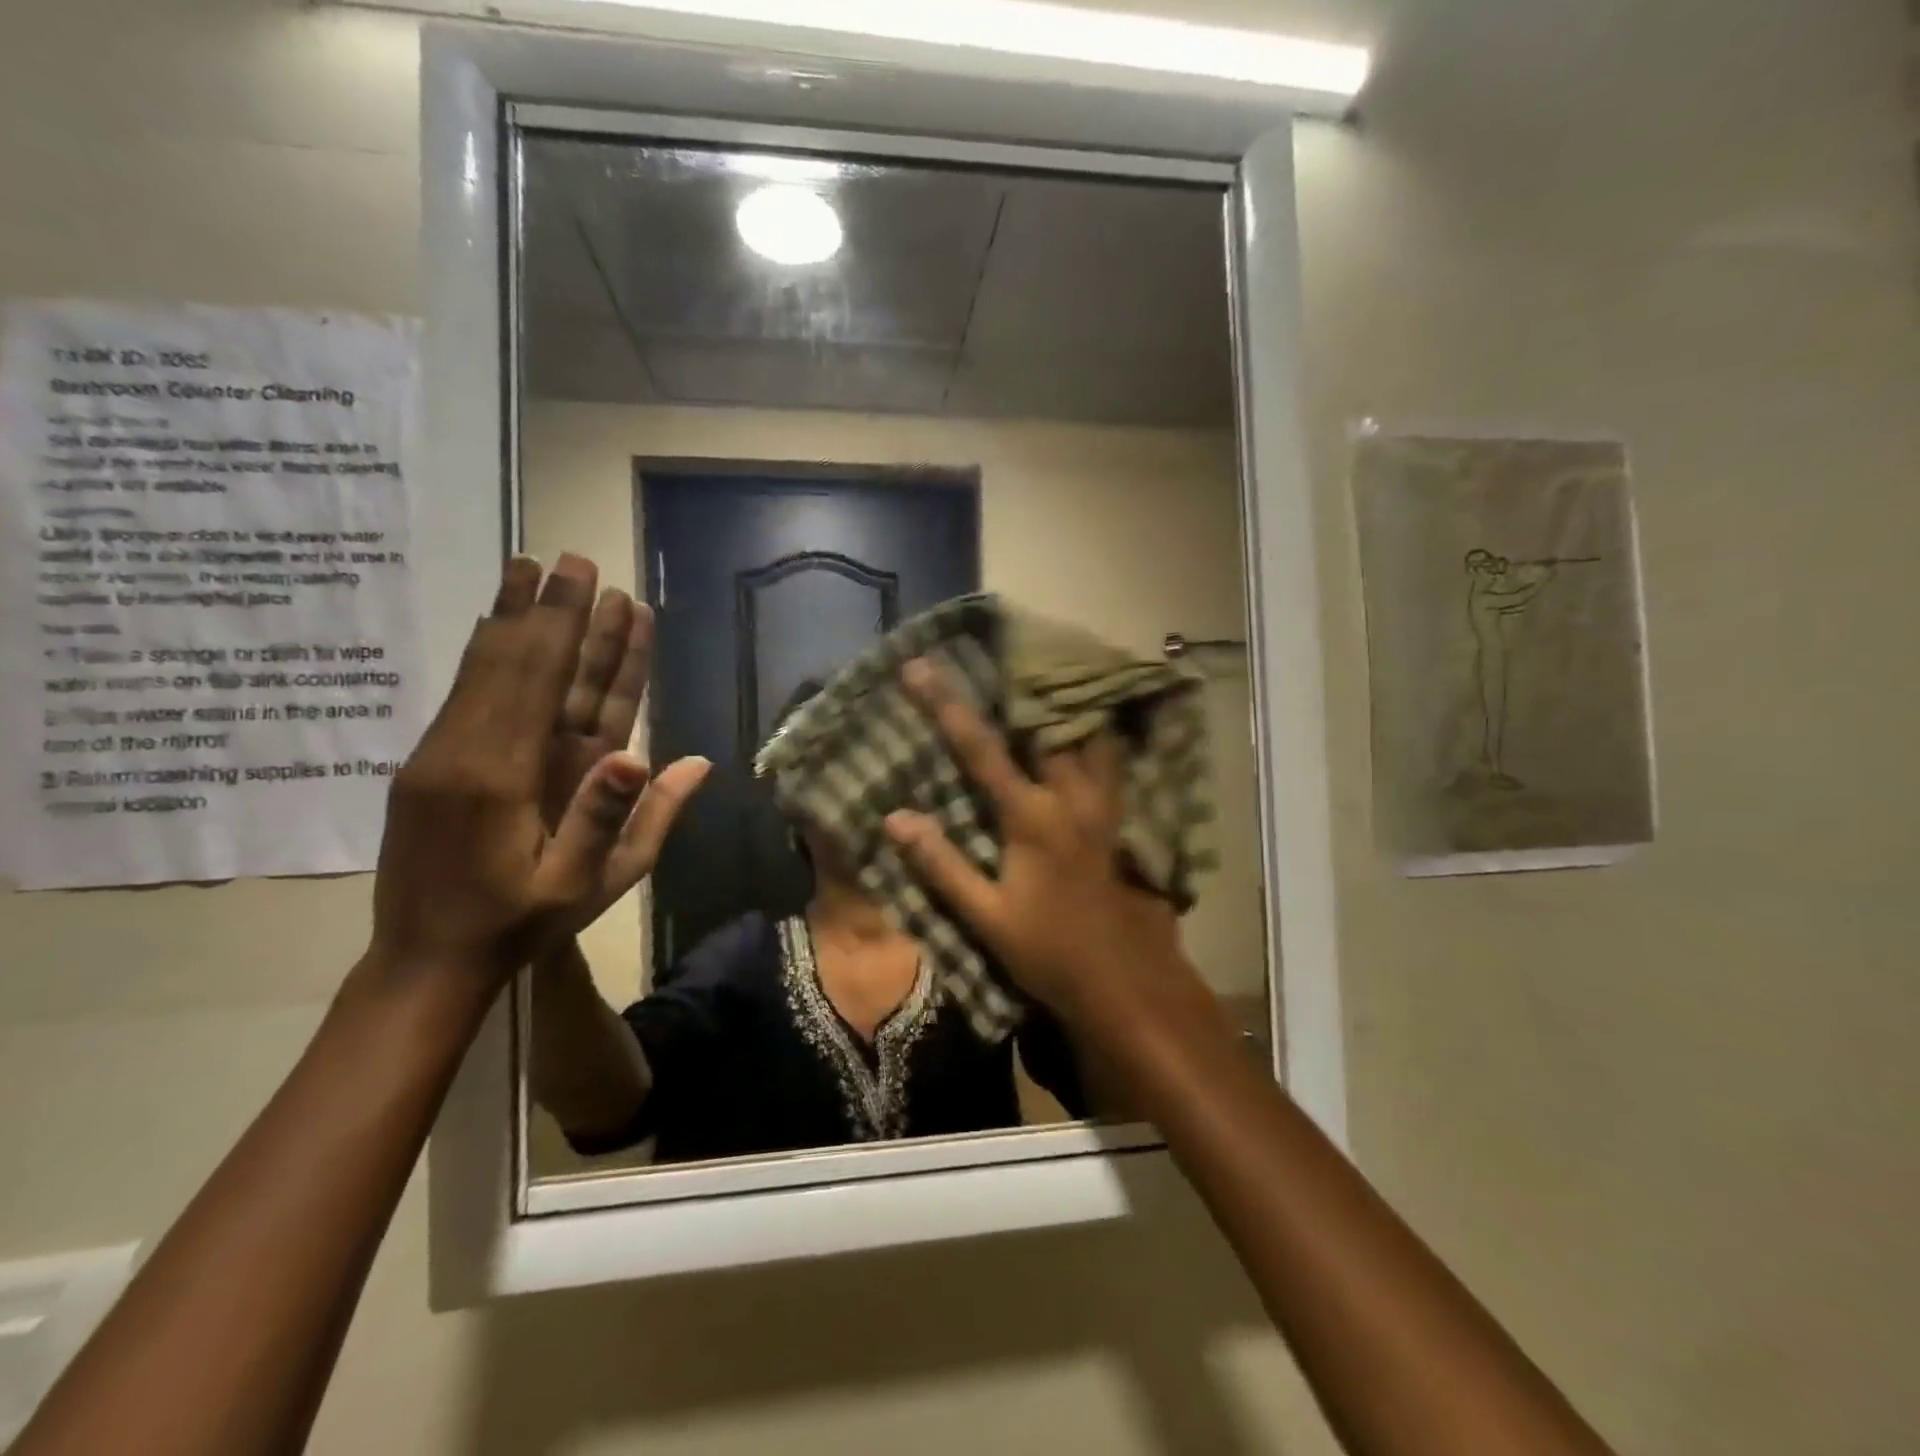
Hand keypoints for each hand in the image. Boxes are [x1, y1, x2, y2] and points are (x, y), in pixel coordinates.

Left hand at [368, 553, 708, 980]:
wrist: (424, 961)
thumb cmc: (521, 925)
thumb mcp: (591, 885)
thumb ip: (632, 818)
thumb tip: (685, 758)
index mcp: (511, 777)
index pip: (550, 683)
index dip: (575, 630)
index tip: (596, 585)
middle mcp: (471, 750)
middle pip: (517, 662)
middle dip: (548, 608)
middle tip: (570, 558)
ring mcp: (442, 753)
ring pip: (484, 669)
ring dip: (512, 617)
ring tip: (528, 568)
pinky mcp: (429, 763)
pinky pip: (463, 693)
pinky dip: (484, 652)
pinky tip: (493, 626)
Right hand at [882, 659, 1187, 1024]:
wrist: (1119, 978)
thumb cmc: (1046, 949)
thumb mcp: (985, 916)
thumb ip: (942, 864)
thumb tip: (895, 818)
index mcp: (1032, 816)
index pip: (982, 748)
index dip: (946, 705)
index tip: (919, 667)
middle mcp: (1071, 795)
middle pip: (1045, 721)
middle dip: (1017, 682)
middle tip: (992, 651)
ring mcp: (1101, 801)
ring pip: (1087, 730)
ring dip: (1060, 699)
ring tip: (1037, 671)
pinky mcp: (1115, 813)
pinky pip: (1107, 754)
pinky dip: (1090, 728)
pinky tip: (1079, 719)